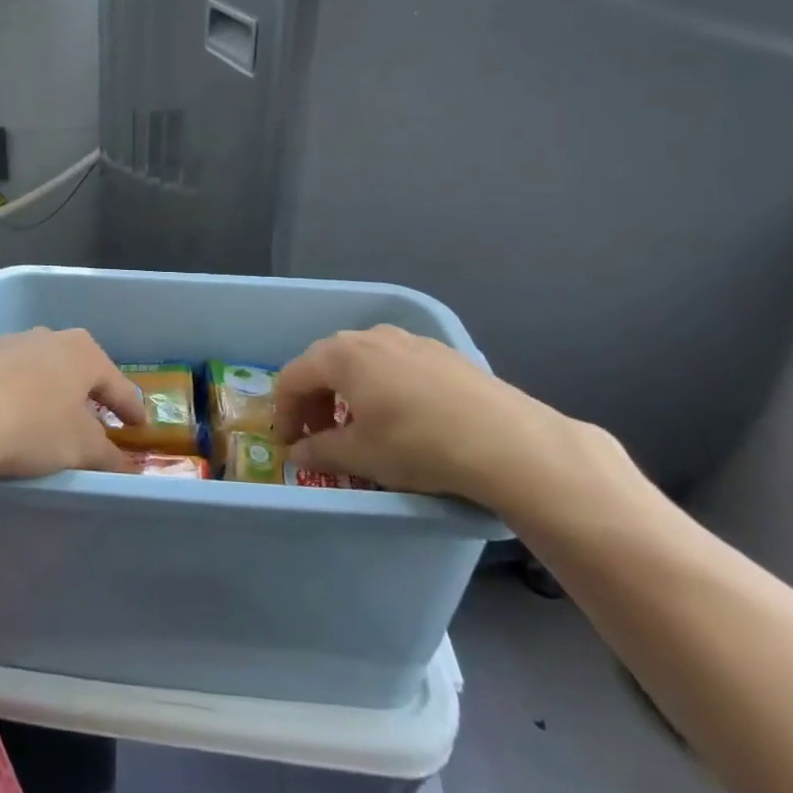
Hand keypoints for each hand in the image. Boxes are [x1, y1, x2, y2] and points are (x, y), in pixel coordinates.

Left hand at [0, 328, 145, 484]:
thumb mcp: (81, 449)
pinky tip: (11, 416)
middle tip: (96, 422)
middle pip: (78, 370)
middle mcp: (48, 337)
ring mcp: (9, 343)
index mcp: (82, 352)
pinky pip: (8, 378)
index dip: (131, 409)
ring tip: (51, 421)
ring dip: (49, 393)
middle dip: (88, 395)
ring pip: (41, 370)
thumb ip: (109, 456)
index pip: (118, 384)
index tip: (139, 427)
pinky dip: (17, 395)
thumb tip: (127, 467)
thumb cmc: (34, 427)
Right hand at [273, 326, 619, 516]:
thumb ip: (319, 450)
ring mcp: (409, 340)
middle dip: (314, 400)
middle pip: (325, 363)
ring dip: (347, 392)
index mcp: (341, 355)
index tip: (289, 443)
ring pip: (361, 361)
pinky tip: (400, 416)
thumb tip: (297, 452)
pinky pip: (394, 364)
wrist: (508, 441)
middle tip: (319, 435)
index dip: (284, 412)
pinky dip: (380, 387)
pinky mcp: (442, 352)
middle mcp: (370, 337)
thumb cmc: (418, 444)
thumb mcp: (360, 455)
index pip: (293, 377)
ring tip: (359, 426)